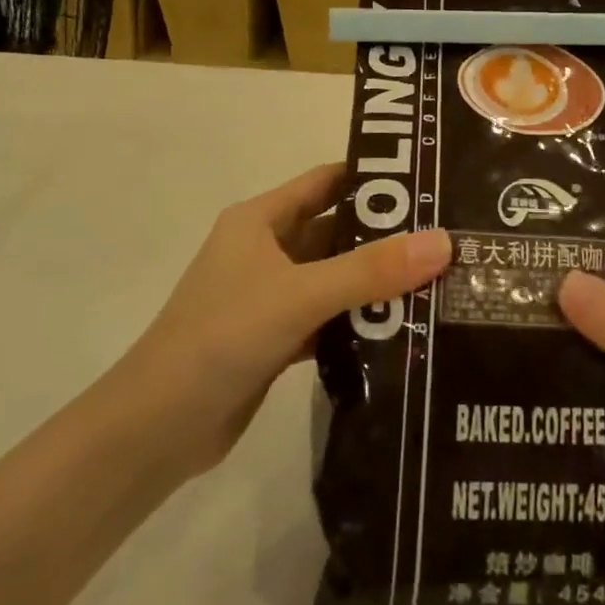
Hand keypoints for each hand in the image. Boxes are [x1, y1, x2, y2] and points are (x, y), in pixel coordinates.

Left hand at [125, 163, 449, 476]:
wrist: (157, 428)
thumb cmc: (223, 336)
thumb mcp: (300, 294)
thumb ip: (371, 271)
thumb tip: (445, 242)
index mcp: (260, 220)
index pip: (326, 181)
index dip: (372, 177)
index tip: (427, 181)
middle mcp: (265, 251)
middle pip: (335, 232)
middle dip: (385, 235)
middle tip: (447, 238)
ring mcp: (269, 297)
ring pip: (333, 279)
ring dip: (375, 283)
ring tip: (438, 281)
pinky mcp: (274, 339)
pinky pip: (327, 319)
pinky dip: (358, 323)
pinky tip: (402, 331)